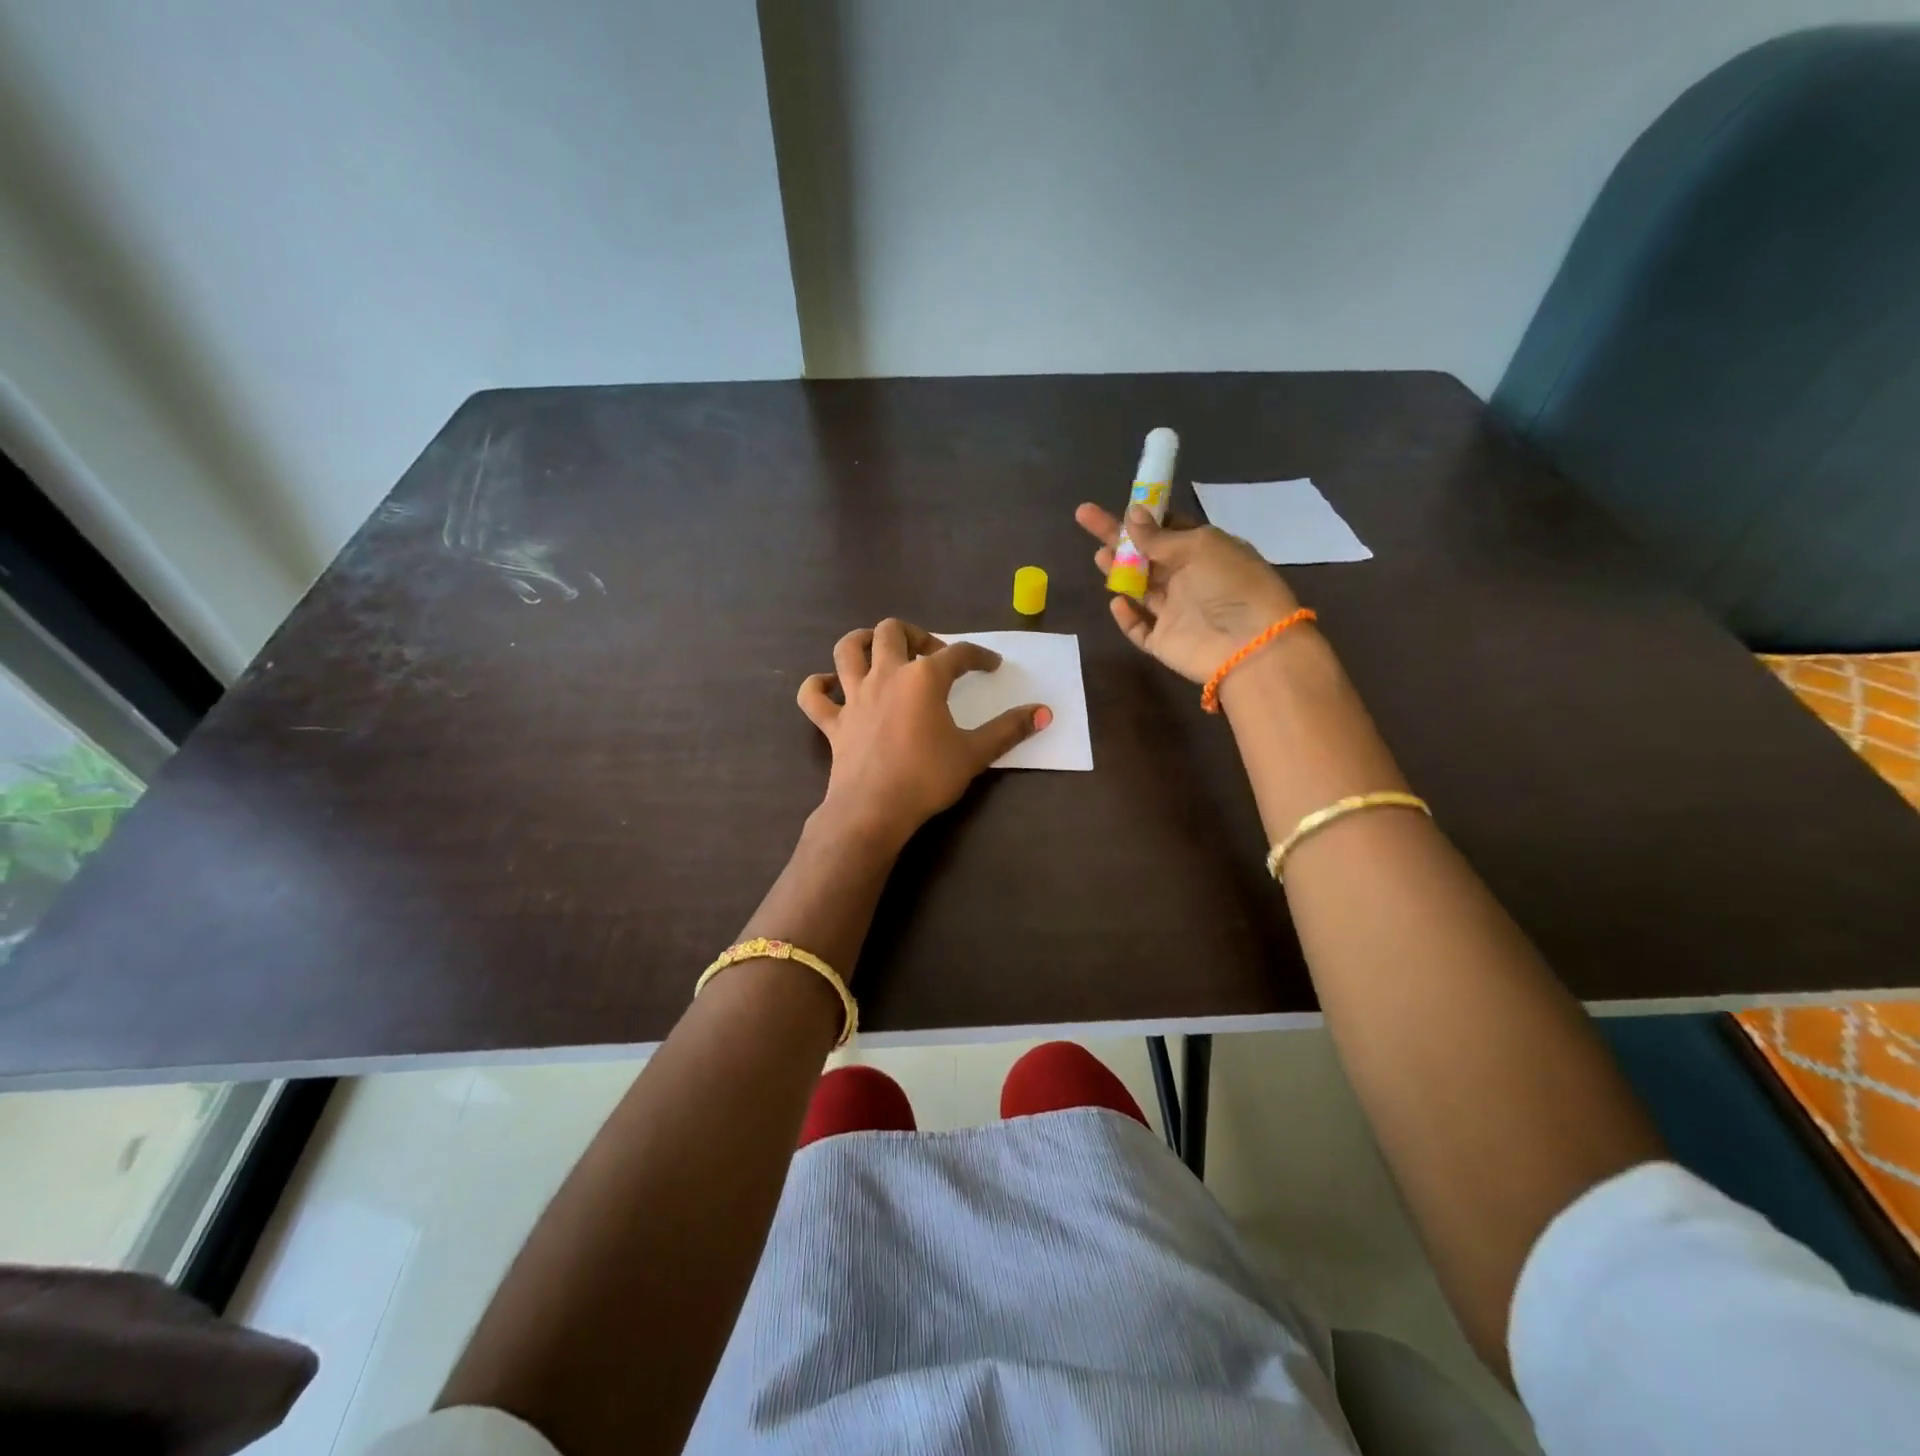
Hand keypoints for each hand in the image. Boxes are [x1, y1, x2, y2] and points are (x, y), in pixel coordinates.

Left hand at [797, 619, 1049, 847]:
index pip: (958, 654)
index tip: (991, 665)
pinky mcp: (833, 722)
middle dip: (915, 634)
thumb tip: (1045, 712)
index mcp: (923, 678)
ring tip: (880, 650)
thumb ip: (1009, 730)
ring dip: (863, 641)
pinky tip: (829, 686)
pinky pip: (813, 696)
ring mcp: (854, 696)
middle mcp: (886, 675)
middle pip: (893, 631)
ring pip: (848, 649)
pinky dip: (819, 686)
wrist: (874, 810)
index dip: (979, 656)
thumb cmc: (927, 778)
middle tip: (930, 654)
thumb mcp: (975, 754)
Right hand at [1075, 503, 1301, 682]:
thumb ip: (1159, 536)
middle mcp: (1189, 579)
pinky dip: (1126, 616)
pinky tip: (1116, 601)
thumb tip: (1131, 514)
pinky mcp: (1163, 641)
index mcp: (1205, 552)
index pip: (1170, 530)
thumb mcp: (1199, 547)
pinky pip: (1139, 628)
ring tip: (1099, 556)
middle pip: (1146, 555)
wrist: (1249, 646)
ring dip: (1119, 571)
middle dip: (1117, 537)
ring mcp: (1175, 612)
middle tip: (1085, 516)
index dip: (1145, 518)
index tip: (1121, 506)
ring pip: (1140, 588)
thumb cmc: (1231, 584)